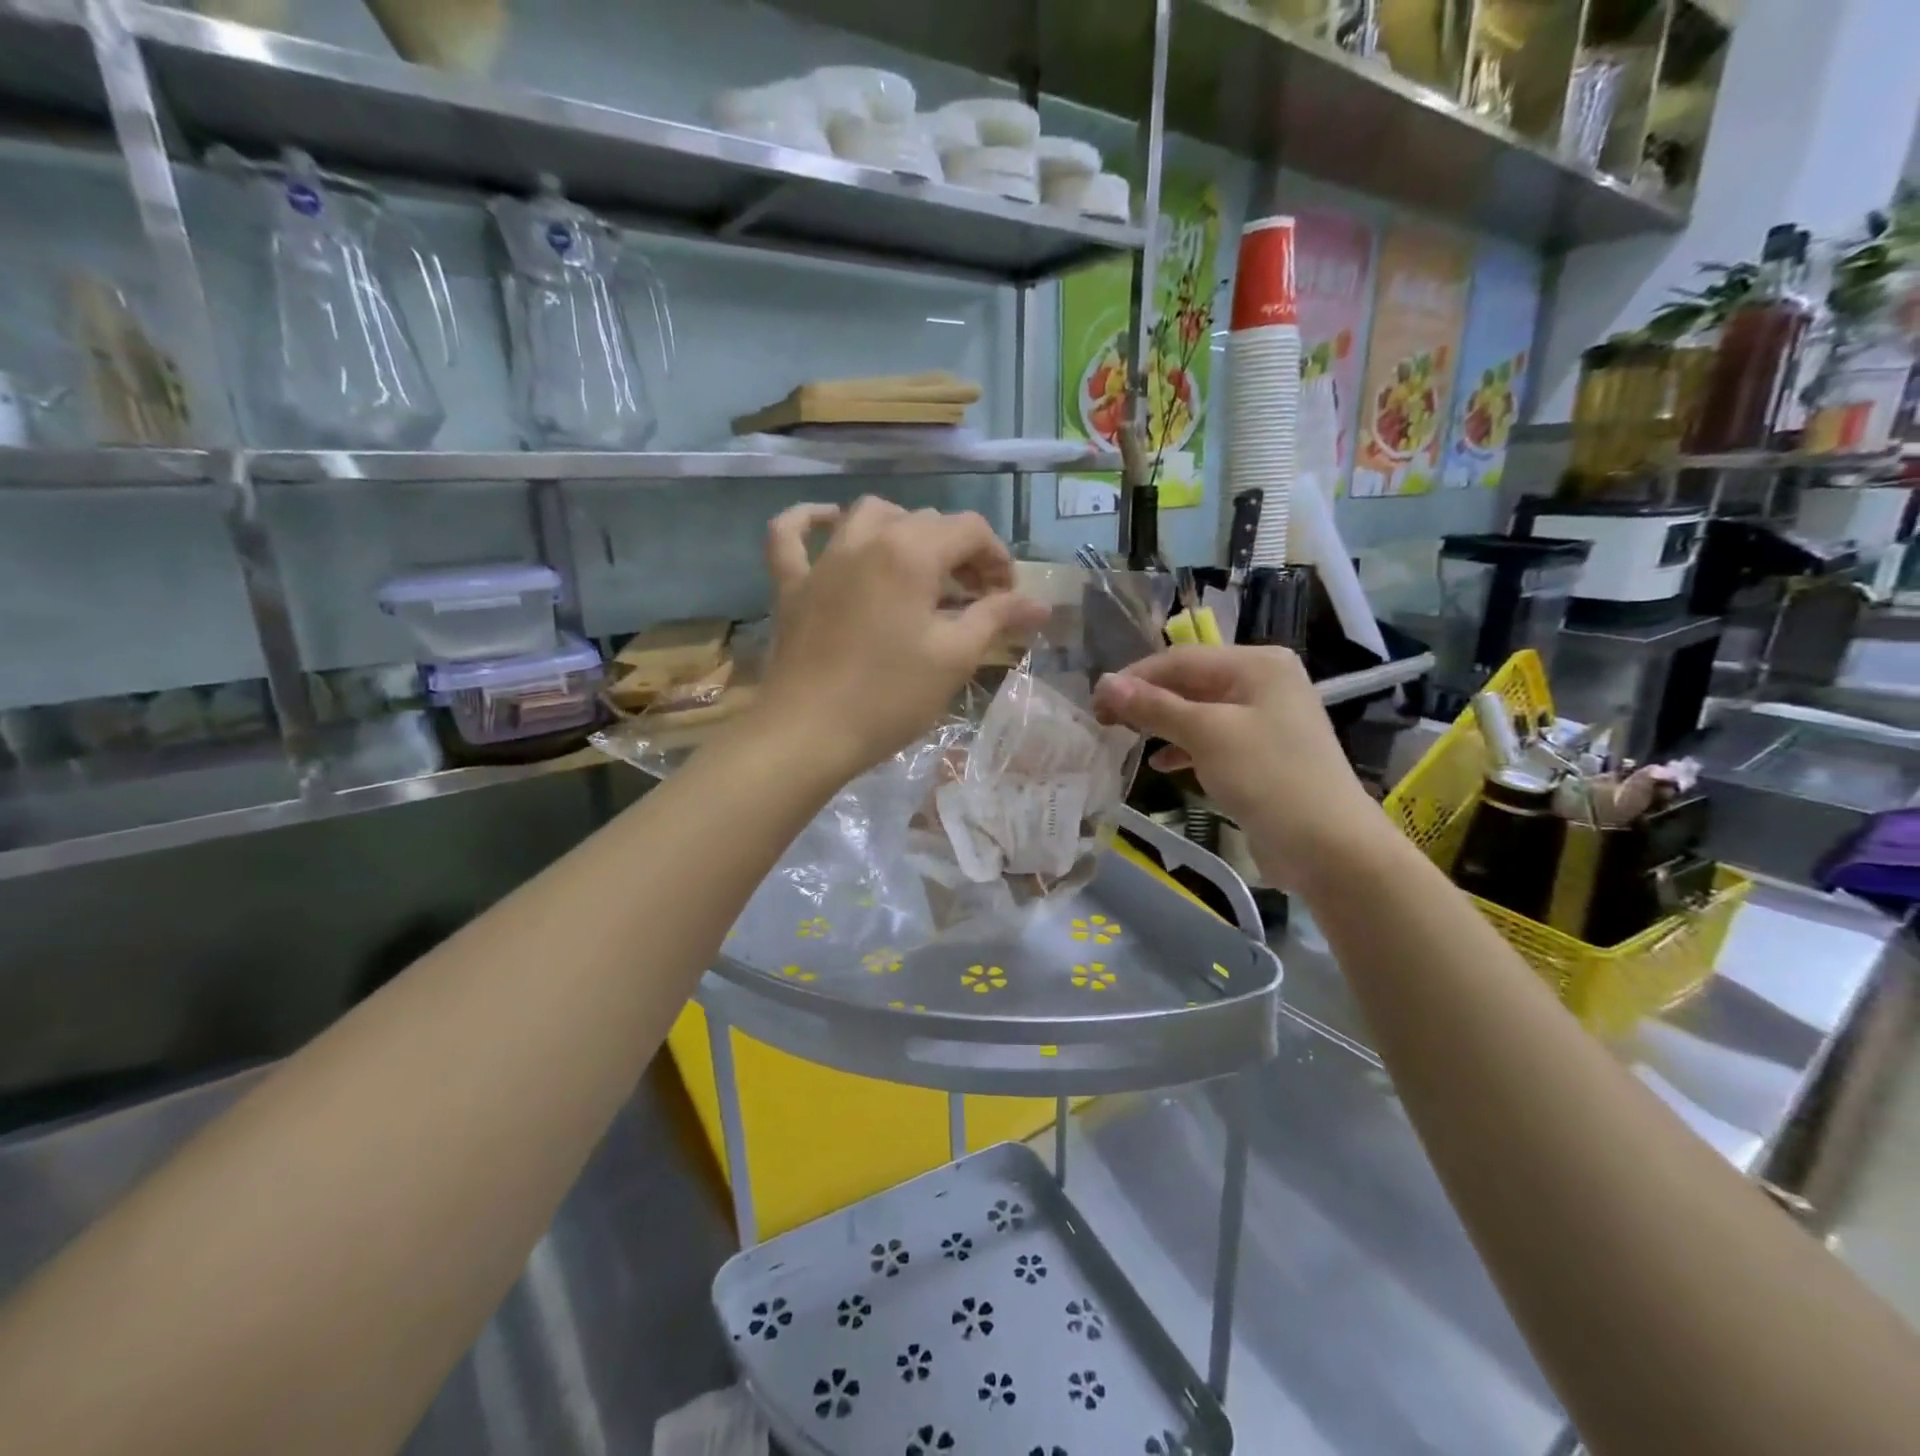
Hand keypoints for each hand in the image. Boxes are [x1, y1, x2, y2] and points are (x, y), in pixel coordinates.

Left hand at [756, 498, 1047, 779]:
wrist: (808, 733)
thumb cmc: (889, 697)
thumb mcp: (954, 658)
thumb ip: (996, 618)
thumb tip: (1040, 604)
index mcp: (911, 553)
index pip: (969, 530)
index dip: (997, 558)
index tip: (1006, 598)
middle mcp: (866, 540)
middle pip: (925, 521)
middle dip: (959, 551)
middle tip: (973, 596)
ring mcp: (823, 560)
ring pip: (868, 516)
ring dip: (902, 529)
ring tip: (919, 563)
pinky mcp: (792, 585)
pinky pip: (791, 534)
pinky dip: (810, 520)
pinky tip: (830, 523)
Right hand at [1092, 646, 1389, 891]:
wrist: (1328, 847)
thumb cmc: (1268, 777)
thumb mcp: (1206, 735)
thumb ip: (1154, 707)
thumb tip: (1104, 683)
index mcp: (1257, 665)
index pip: (1181, 660)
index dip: (1134, 678)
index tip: (1095, 703)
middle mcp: (1263, 683)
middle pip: (1189, 682)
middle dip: (1146, 700)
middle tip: (1103, 721)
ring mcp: (1264, 720)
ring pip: (1198, 712)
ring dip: (1161, 724)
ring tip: (1123, 738)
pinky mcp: (1261, 754)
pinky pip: (1212, 740)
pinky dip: (1184, 748)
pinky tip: (1159, 764)